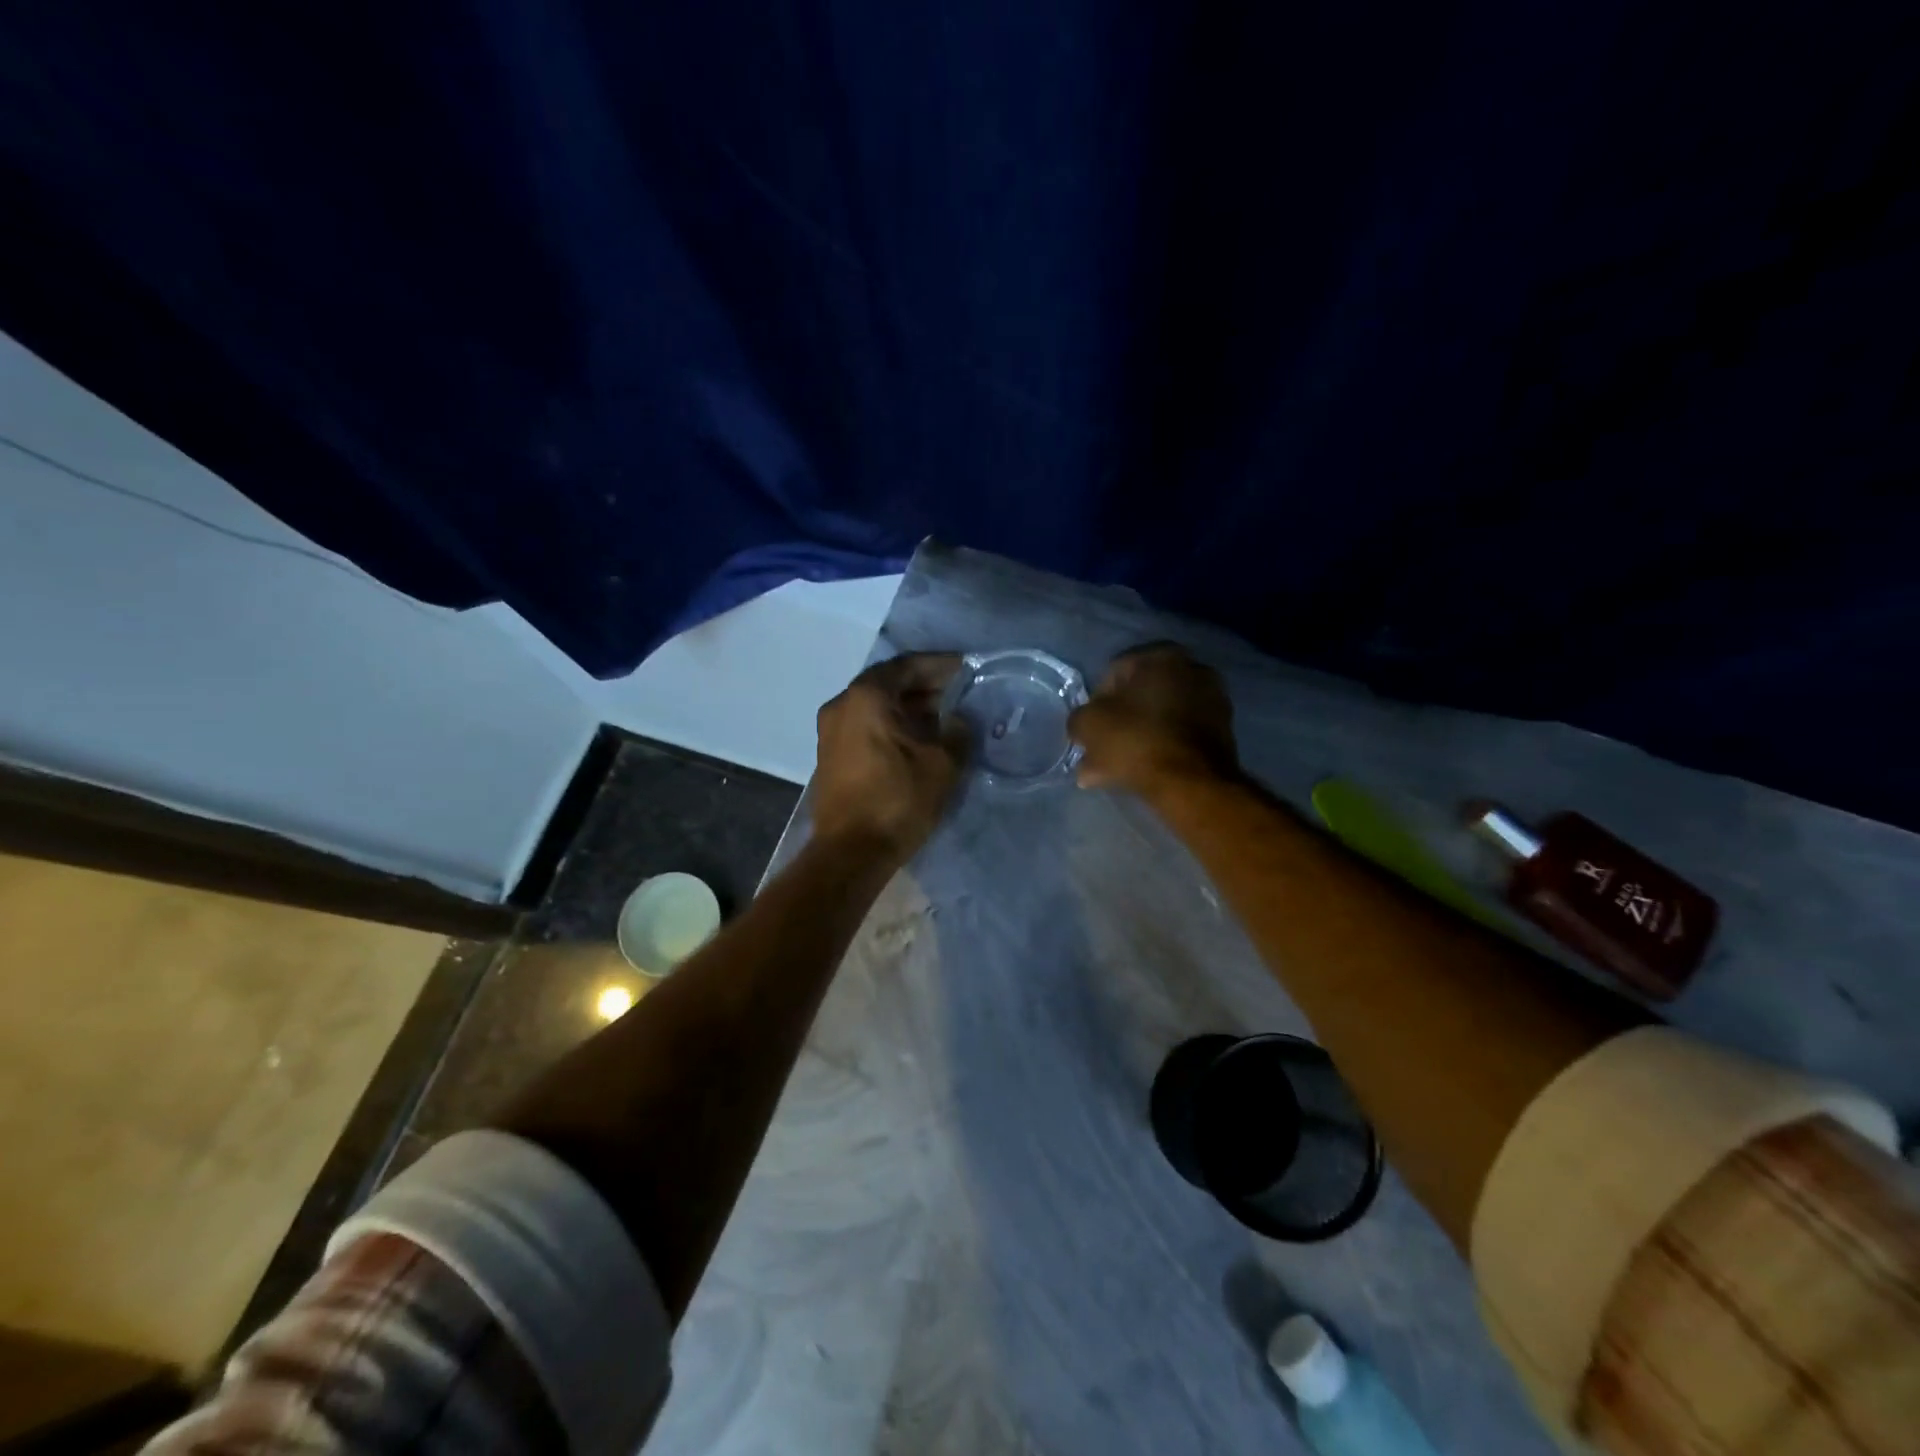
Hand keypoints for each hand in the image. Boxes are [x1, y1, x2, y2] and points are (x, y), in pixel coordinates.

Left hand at [811, 653, 968, 860]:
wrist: (851, 852)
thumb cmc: (898, 799)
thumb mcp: (942, 764)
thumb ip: (957, 732)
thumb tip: (958, 720)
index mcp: (866, 697)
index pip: (907, 666)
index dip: (939, 665)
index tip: (966, 668)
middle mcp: (842, 705)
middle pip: (888, 684)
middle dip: (924, 686)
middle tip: (959, 692)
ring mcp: (831, 731)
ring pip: (876, 706)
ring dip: (909, 707)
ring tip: (944, 716)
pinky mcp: (831, 755)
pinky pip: (866, 726)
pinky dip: (892, 725)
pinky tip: (919, 739)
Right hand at [1068, 643, 1238, 796]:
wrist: (1191, 782)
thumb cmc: (1136, 740)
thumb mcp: (1088, 725)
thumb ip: (1078, 718)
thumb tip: (1082, 726)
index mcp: (1161, 655)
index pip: (1113, 672)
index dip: (1094, 702)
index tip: (1088, 729)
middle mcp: (1192, 669)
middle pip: (1138, 698)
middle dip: (1116, 724)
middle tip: (1098, 750)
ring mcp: (1212, 700)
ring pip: (1157, 720)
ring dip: (1134, 741)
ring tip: (1110, 771)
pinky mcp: (1222, 732)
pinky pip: (1177, 736)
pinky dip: (1157, 750)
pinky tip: (1136, 774)